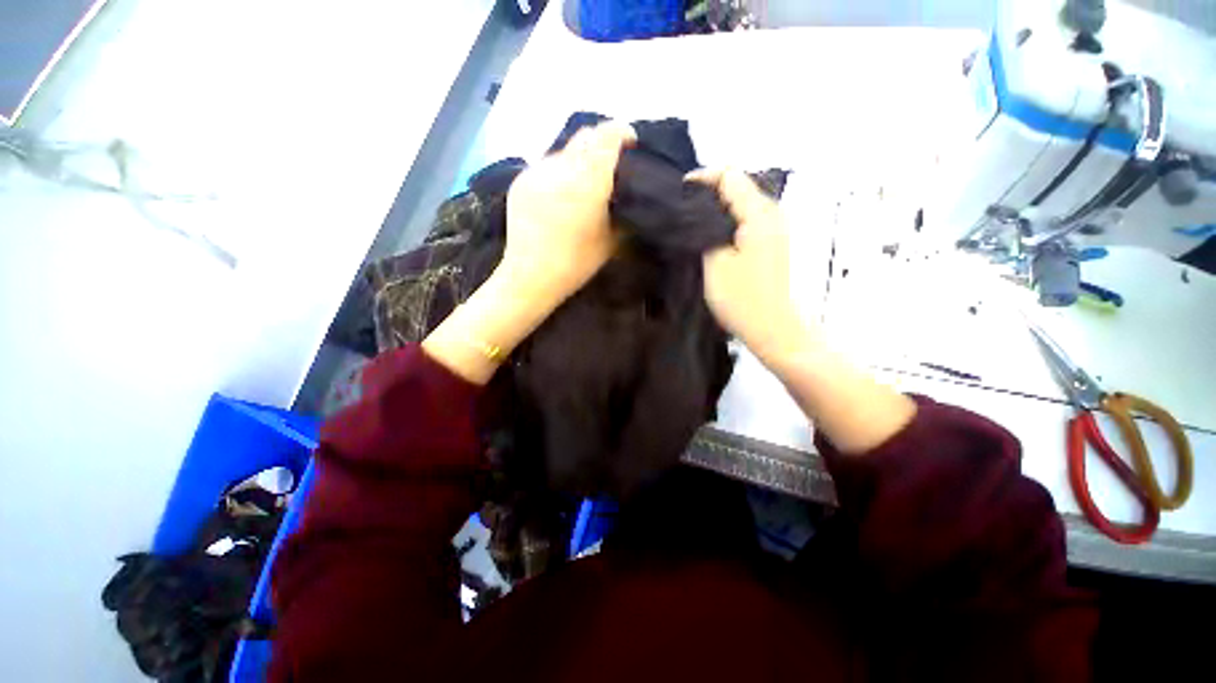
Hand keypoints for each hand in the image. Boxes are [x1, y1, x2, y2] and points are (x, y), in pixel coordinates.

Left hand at [497, 120, 636, 306]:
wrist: (530, 276)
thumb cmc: (576, 263)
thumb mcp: (611, 241)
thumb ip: (622, 210)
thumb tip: (628, 194)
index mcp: (587, 180)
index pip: (607, 135)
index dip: (622, 133)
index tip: (631, 144)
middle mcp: (561, 166)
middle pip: (585, 136)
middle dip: (602, 144)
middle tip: (610, 166)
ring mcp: (537, 171)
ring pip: (565, 150)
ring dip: (579, 159)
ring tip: (584, 184)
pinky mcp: (521, 180)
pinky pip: (546, 165)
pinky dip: (560, 172)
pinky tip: (561, 195)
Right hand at [690, 169, 915, 452]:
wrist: (772, 328)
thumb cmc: (742, 298)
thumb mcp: (715, 262)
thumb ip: (706, 230)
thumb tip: (699, 212)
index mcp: (759, 214)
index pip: (730, 176)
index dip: (703, 178)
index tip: (679, 192)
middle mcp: (772, 214)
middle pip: (739, 185)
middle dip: (710, 190)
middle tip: (682, 207)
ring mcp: (775, 229)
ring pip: (743, 202)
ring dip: (718, 206)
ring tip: (693, 220)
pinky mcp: (772, 243)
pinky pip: (747, 219)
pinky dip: (728, 219)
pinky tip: (712, 234)